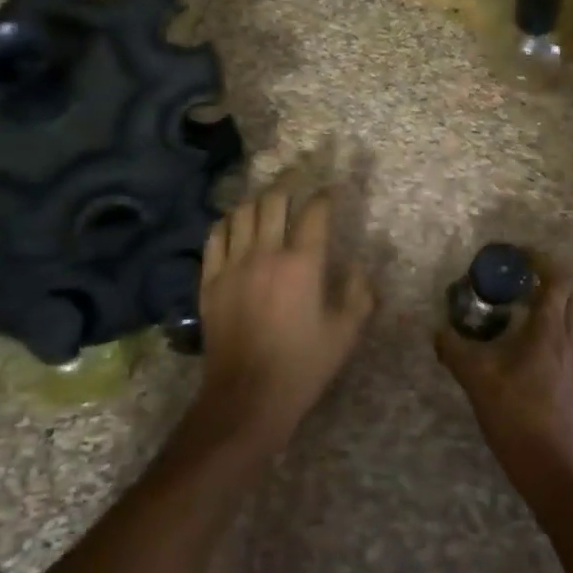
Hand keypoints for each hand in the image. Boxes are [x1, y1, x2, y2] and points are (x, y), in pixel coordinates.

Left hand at [195, 185, 375, 454]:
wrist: (246, 398)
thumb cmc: (302, 367)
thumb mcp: (346, 334)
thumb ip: (360, 294)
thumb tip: (362, 266)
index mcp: (303, 264)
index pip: (315, 212)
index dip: (326, 195)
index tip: (332, 189)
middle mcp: (266, 253)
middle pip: (274, 200)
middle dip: (290, 180)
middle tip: (299, 174)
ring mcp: (233, 265)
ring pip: (242, 212)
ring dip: (258, 199)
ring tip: (268, 197)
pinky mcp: (210, 280)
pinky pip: (215, 236)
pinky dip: (228, 222)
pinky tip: (235, 223)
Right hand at [436, 275, 572, 487]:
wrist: (558, 473)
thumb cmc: (519, 417)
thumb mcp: (477, 380)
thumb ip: (455, 350)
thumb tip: (438, 331)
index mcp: (551, 329)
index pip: (559, 277)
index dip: (539, 259)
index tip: (513, 256)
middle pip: (569, 293)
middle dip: (544, 281)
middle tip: (512, 285)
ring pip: (571, 318)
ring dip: (548, 308)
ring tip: (513, 317)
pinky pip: (569, 342)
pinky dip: (550, 333)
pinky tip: (523, 354)